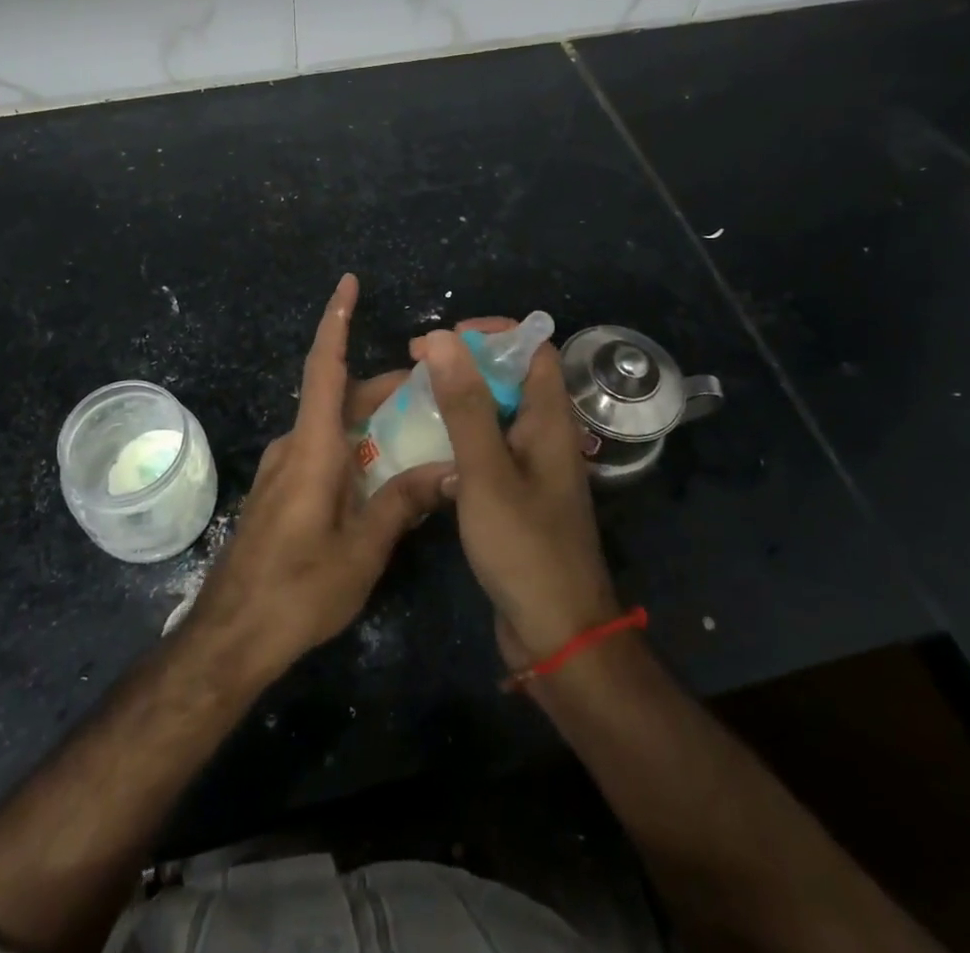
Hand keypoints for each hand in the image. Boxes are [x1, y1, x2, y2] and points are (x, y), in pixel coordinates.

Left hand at [187, 274, 450, 683]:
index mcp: (312, 448)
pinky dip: (355, 446)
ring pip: (333, 426)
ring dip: (372, 419)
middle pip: (339, 397)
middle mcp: (294, 447)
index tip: (347, 282)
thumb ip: (403, 502)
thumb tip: (451, 469)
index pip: (325, 368)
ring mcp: (283, 470)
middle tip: (436, 388)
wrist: (231, 637)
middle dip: (385, 386)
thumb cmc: (297, 591)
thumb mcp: (361, 550)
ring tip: (421, 429)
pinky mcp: (281, 492)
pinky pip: (323, 451)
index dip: (337, 321)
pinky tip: (384, 473)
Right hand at [414, 326, 619, 669]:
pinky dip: (460, 438)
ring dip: (460, 401)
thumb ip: (465, 404)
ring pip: (496, 414)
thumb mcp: (486, 470)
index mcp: (551, 420)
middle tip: (417, 369)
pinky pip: (489, 450)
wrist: (556, 635)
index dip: (493, 334)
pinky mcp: (518, 497)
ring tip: (413, 401)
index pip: (534, 349)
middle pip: (511, 378)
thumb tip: (442, 337)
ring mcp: (533, 468)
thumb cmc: (524, 547)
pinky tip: (427, 449)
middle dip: (466, 365)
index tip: (445, 340)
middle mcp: (546, 436)